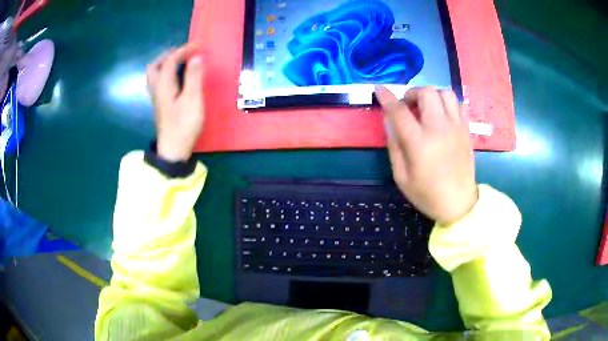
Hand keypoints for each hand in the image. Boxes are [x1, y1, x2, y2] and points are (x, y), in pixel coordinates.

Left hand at [146, 43, 203, 161]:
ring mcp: (157, 98)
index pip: (171, 60)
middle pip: (155, 66)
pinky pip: (160, 82)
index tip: (199, 45)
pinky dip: (168, 73)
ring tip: (181, 62)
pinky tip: (177, 78)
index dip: (184, 49)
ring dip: (166, 64)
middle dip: (168, 55)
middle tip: (183, 53)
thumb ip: (194, 76)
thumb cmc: (184, 124)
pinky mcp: (161, 105)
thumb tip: (196, 57)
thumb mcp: (192, 99)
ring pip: (155, 74)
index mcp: (164, 84)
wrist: (173, 150)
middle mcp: (157, 88)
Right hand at [376, 86, 476, 225]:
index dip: (387, 96)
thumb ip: (394, 145)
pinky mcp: (466, 130)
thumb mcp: (401, 176)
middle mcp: (439, 128)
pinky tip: (442, 116)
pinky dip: (448, 104)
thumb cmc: (427, 194)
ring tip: (427, 109)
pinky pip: (459, 104)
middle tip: (408, 107)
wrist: (459, 204)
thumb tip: (389, 121)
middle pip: (426, 92)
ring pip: (445, 93)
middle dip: (412, 94)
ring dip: (432, 96)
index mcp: (419, 142)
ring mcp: (456, 127)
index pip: (399, 111)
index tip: (379, 88)